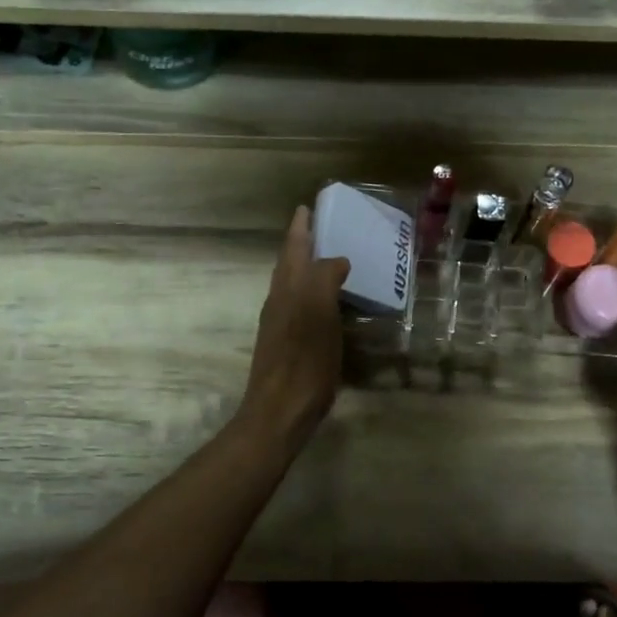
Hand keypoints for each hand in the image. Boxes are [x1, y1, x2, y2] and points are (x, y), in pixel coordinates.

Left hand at [241, 205, 349, 443]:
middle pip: (290, 264)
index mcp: (288, 288)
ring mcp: (281, 324)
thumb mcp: (318, 311)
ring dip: (309, 268)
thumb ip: (324, 278)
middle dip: (304, 244)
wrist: (280, 410)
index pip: (293, 247)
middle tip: (323, 228)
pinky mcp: (289, 345)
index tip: (309, 206)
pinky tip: (331, 304)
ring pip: (294, 285)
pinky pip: (303, 307)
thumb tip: (336, 260)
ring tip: (332, 260)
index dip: (301, 227)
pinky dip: (316, 295)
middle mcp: (280, 300)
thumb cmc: (303, 359)